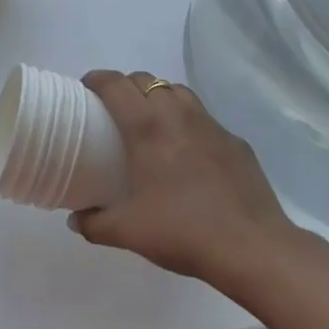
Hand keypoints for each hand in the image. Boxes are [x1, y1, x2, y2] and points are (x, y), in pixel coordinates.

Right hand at [69, 70, 307, 282]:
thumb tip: (76, 220)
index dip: (96, 79)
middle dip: (126, 87)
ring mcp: (211, 125)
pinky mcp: (235, 141)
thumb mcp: (128, 232)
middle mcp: (177, 114)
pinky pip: (205, 118)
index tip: (85, 89)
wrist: (253, 248)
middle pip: (146, 80)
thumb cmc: (183, 231)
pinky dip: (189, 122)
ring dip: (159, 96)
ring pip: (178, 91)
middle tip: (116, 110)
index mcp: (147, 127)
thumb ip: (95, 224)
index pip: (115, 84)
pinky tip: (189, 151)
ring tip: (152, 121)